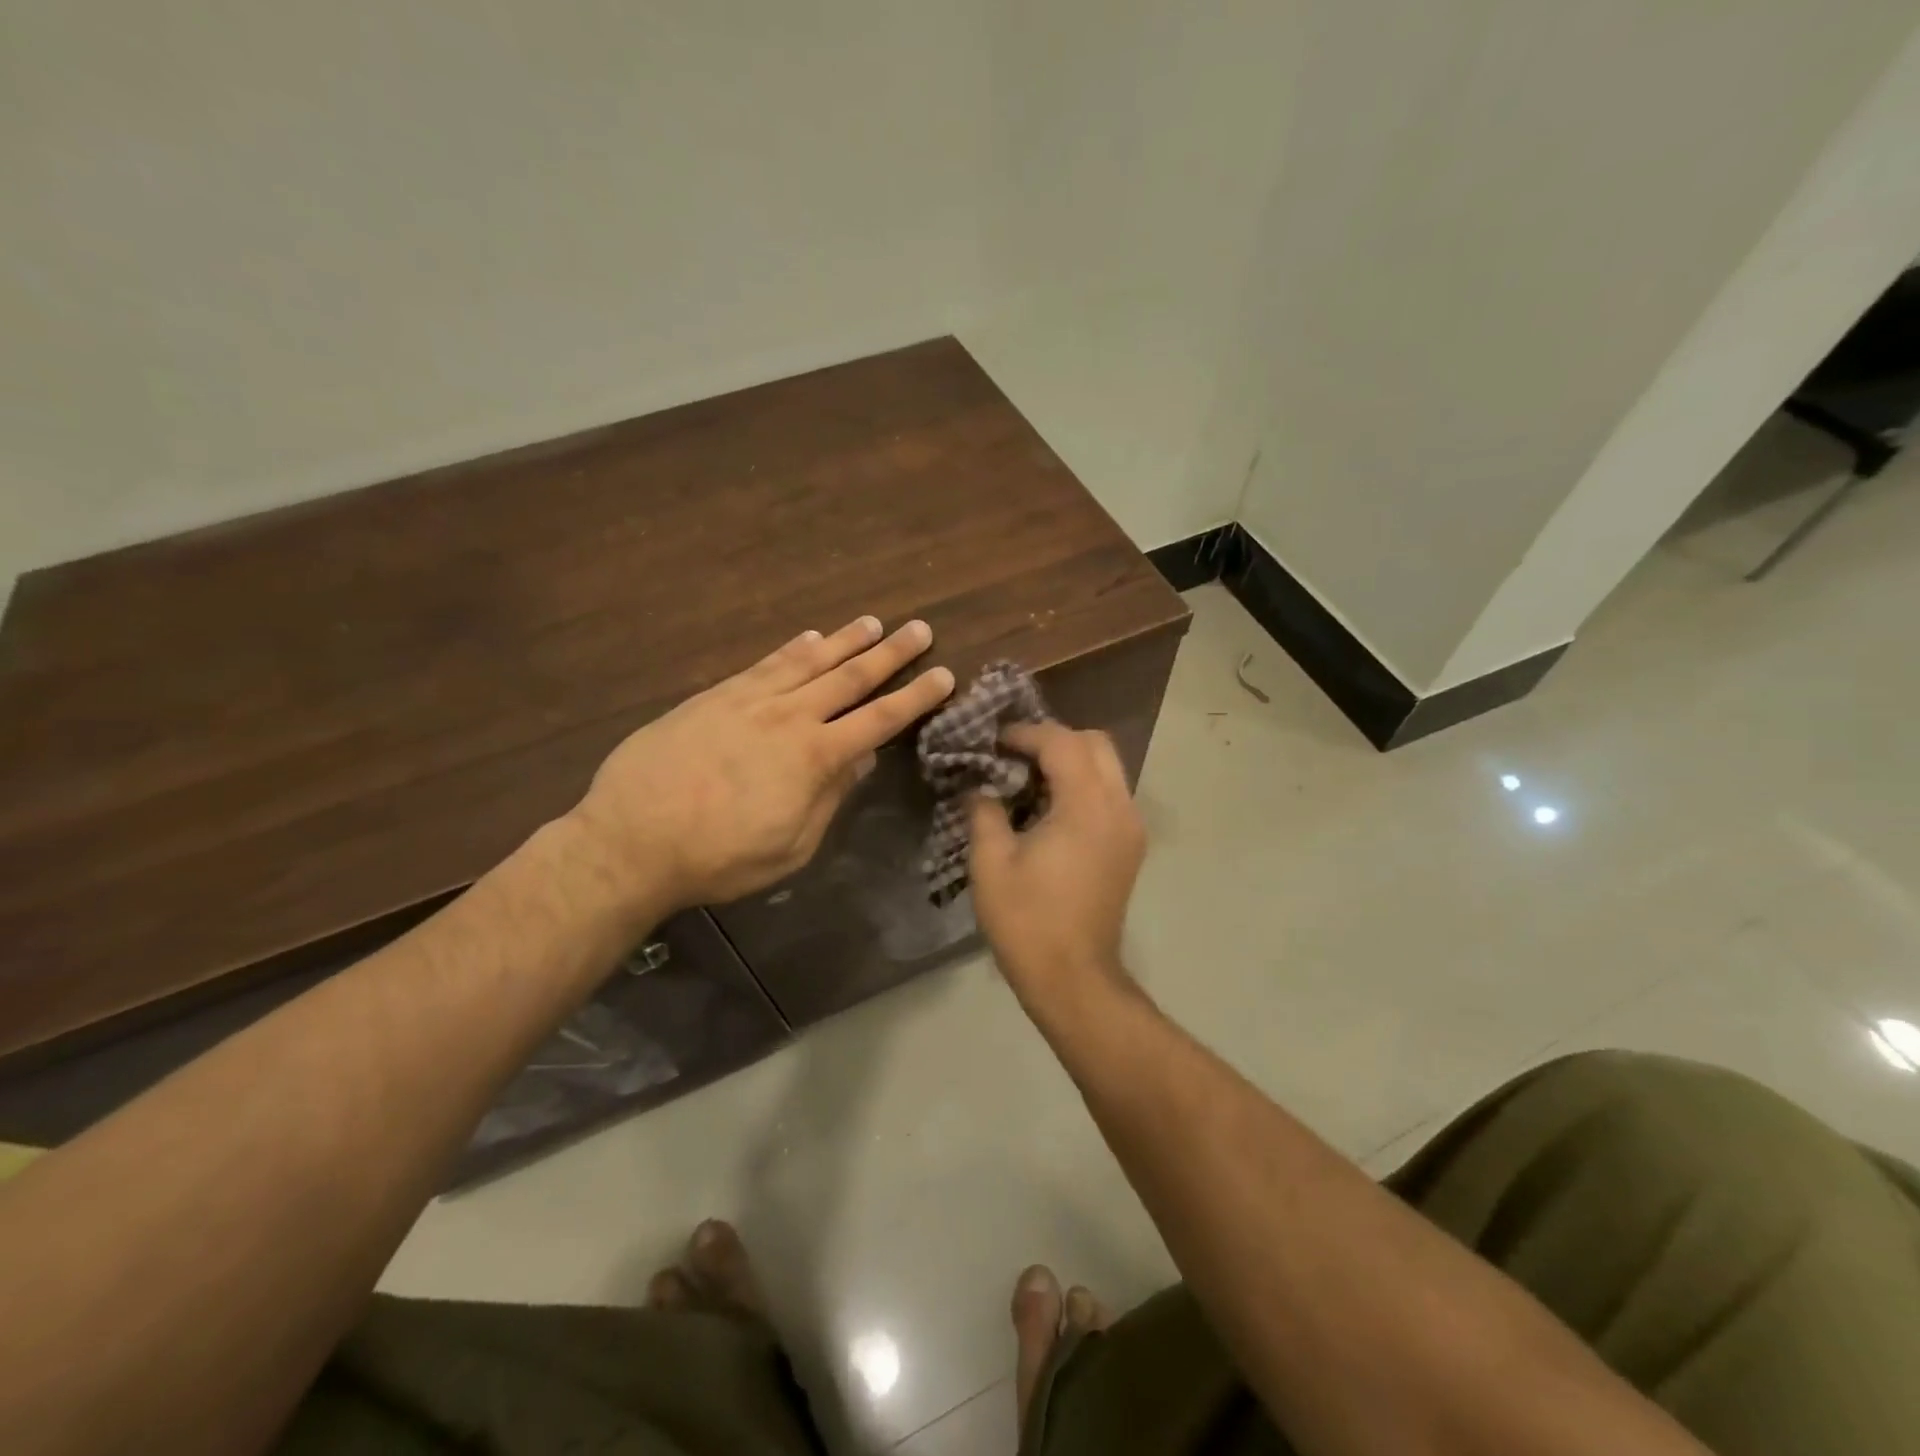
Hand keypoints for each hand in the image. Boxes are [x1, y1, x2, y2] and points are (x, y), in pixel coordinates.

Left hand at [568, 616, 953, 913]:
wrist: (630, 840)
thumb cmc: (718, 857)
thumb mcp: (790, 847)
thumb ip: (829, 798)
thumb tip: (861, 759)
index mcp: (814, 758)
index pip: (879, 720)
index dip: (915, 697)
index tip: (944, 675)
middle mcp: (789, 717)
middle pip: (851, 678)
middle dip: (891, 654)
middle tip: (920, 629)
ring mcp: (749, 701)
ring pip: (809, 661)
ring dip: (845, 641)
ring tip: (873, 623)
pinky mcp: (715, 697)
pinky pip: (764, 664)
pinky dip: (792, 648)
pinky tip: (809, 638)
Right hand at [967, 721, 1145, 1005]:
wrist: (1074, 978)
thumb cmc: (1027, 921)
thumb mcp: (991, 862)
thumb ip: (984, 811)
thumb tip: (980, 787)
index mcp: (1087, 806)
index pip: (1062, 742)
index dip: (1025, 733)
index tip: (992, 742)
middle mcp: (1119, 807)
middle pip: (1095, 743)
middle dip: (1053, 739)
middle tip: (1013, 755)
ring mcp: (1131, 827)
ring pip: (1107, 766)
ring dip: (1070, 761)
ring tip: (1028, 779)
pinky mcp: (1131, 845)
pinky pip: (1110, 793)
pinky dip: (1082, 784)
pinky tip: (1049, 808)